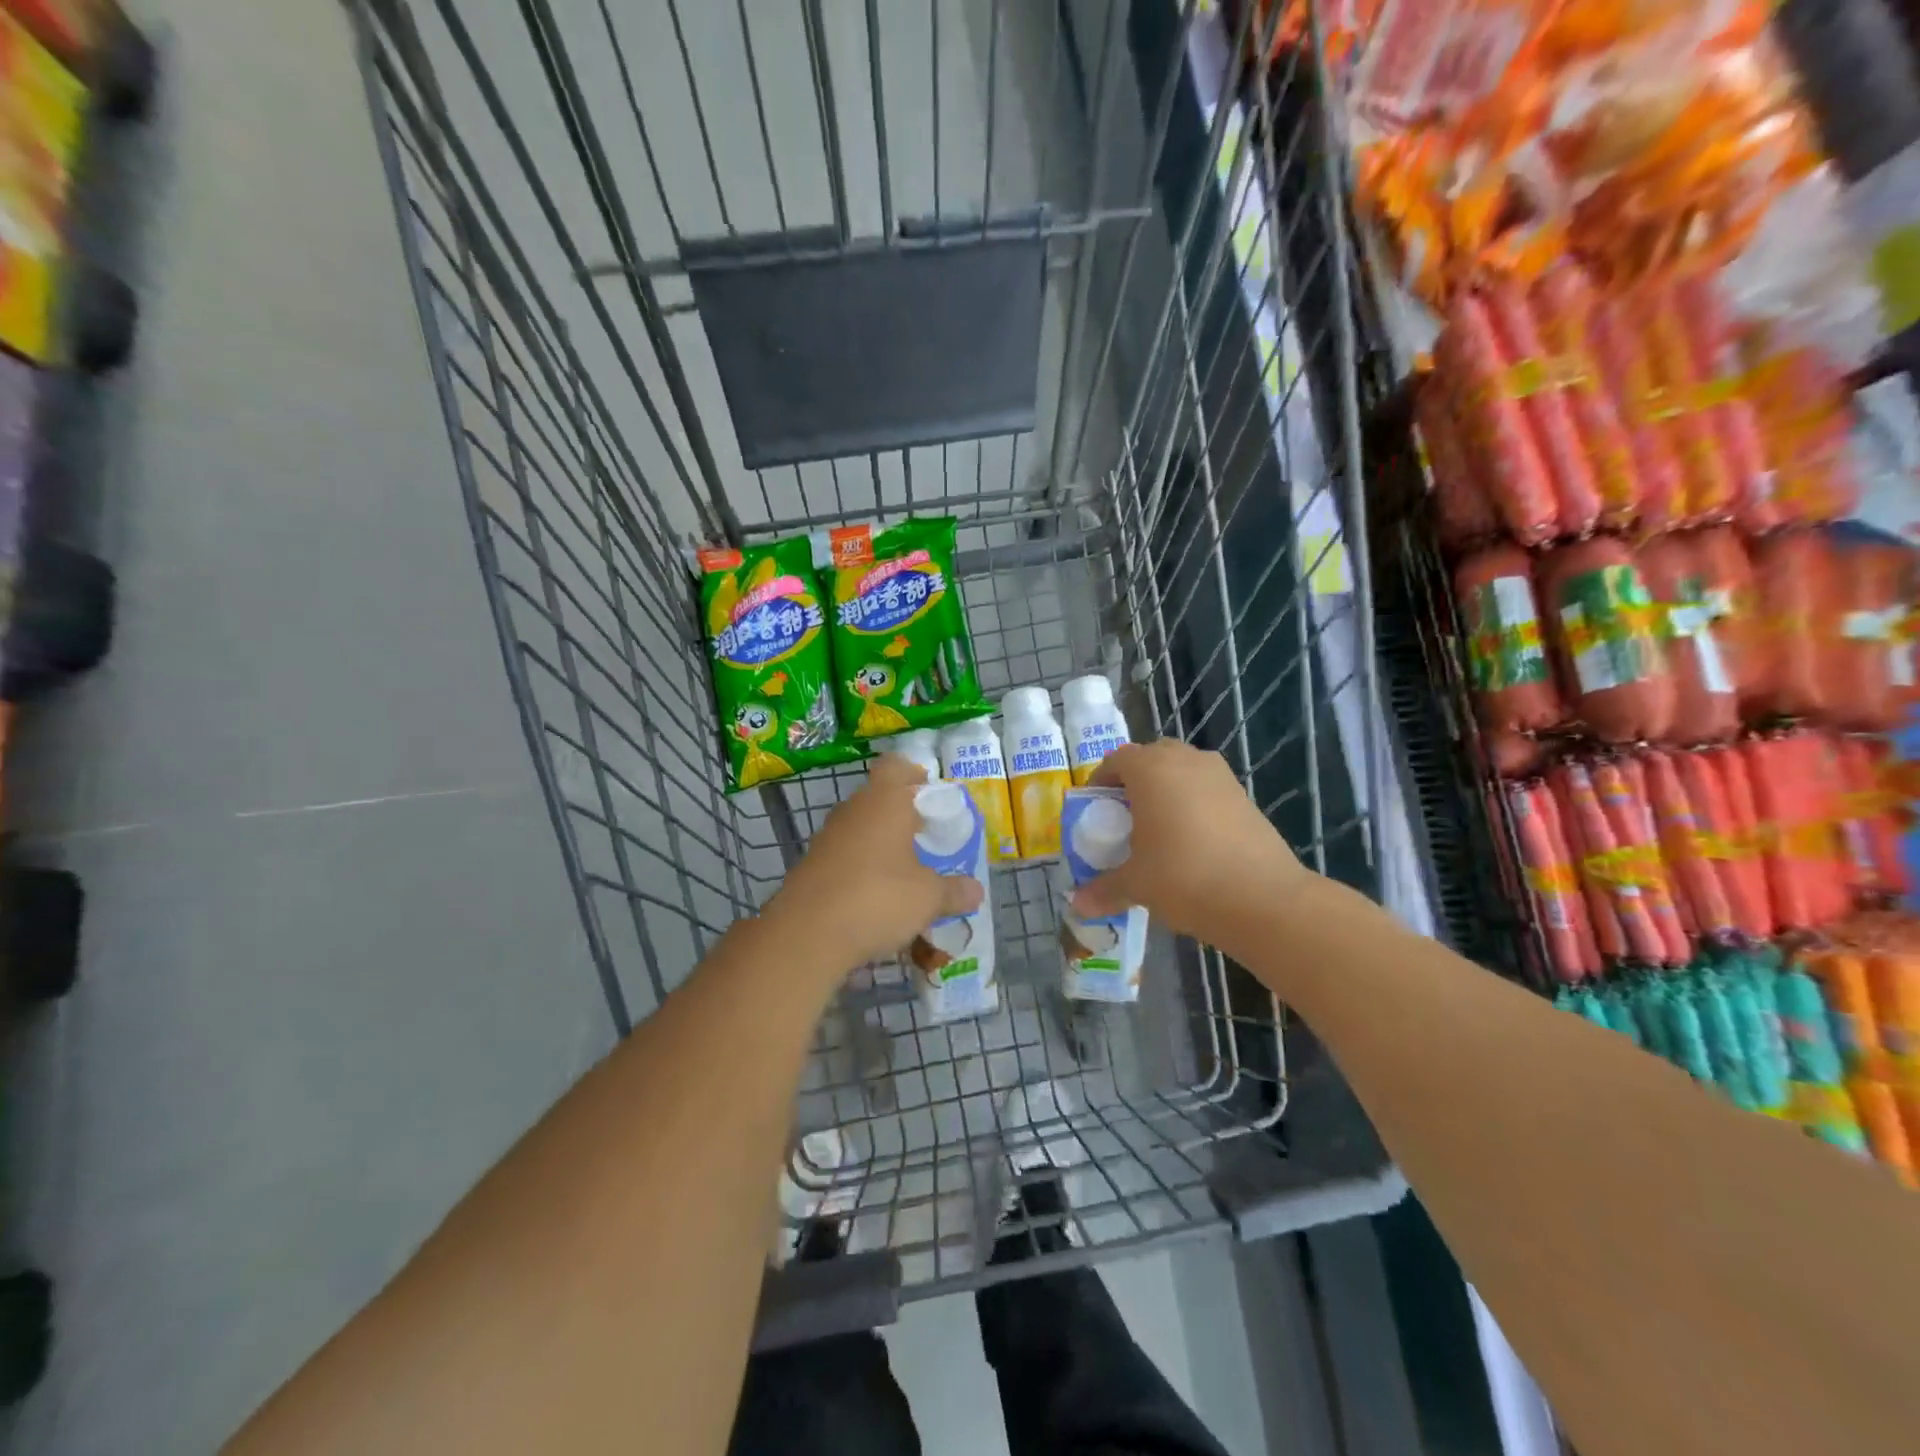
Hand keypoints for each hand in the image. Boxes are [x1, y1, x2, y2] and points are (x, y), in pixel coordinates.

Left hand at [762, 754, 983, 975]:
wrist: (807, 934)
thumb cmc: (878, 899)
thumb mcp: (929, 898)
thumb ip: (954, 891)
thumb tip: (976, 891)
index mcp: (885, 801)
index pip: (897, 766)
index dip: (915, 776)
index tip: (931, 798)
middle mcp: (854, 809)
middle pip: (879, 797)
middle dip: (902, 814)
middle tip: (926, 838)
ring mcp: (827, 837)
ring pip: (860, 827)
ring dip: (881, 843)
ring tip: (904, 872)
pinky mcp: (811, 865)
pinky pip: (844, 855)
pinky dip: (860, 867)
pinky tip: (874, 897)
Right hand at [1070, 740, 1314, 958]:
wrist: (1263, 898)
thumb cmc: (1184, 877)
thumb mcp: (1136, 885)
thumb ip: (1104, 889)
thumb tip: (1078, 904)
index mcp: (1150, 769)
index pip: (1116, 760)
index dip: (1101, 783)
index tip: (1095, 811)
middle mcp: (1186, 761)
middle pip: (1151, 758)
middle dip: (1135, 782)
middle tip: (1125, 818)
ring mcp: (1220, 776)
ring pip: (1183, 771)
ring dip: (1167, 790)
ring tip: (1158, 830)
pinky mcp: (1245, 797)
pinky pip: (1207, 790)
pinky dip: (1194, 805)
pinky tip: (1192, 842)